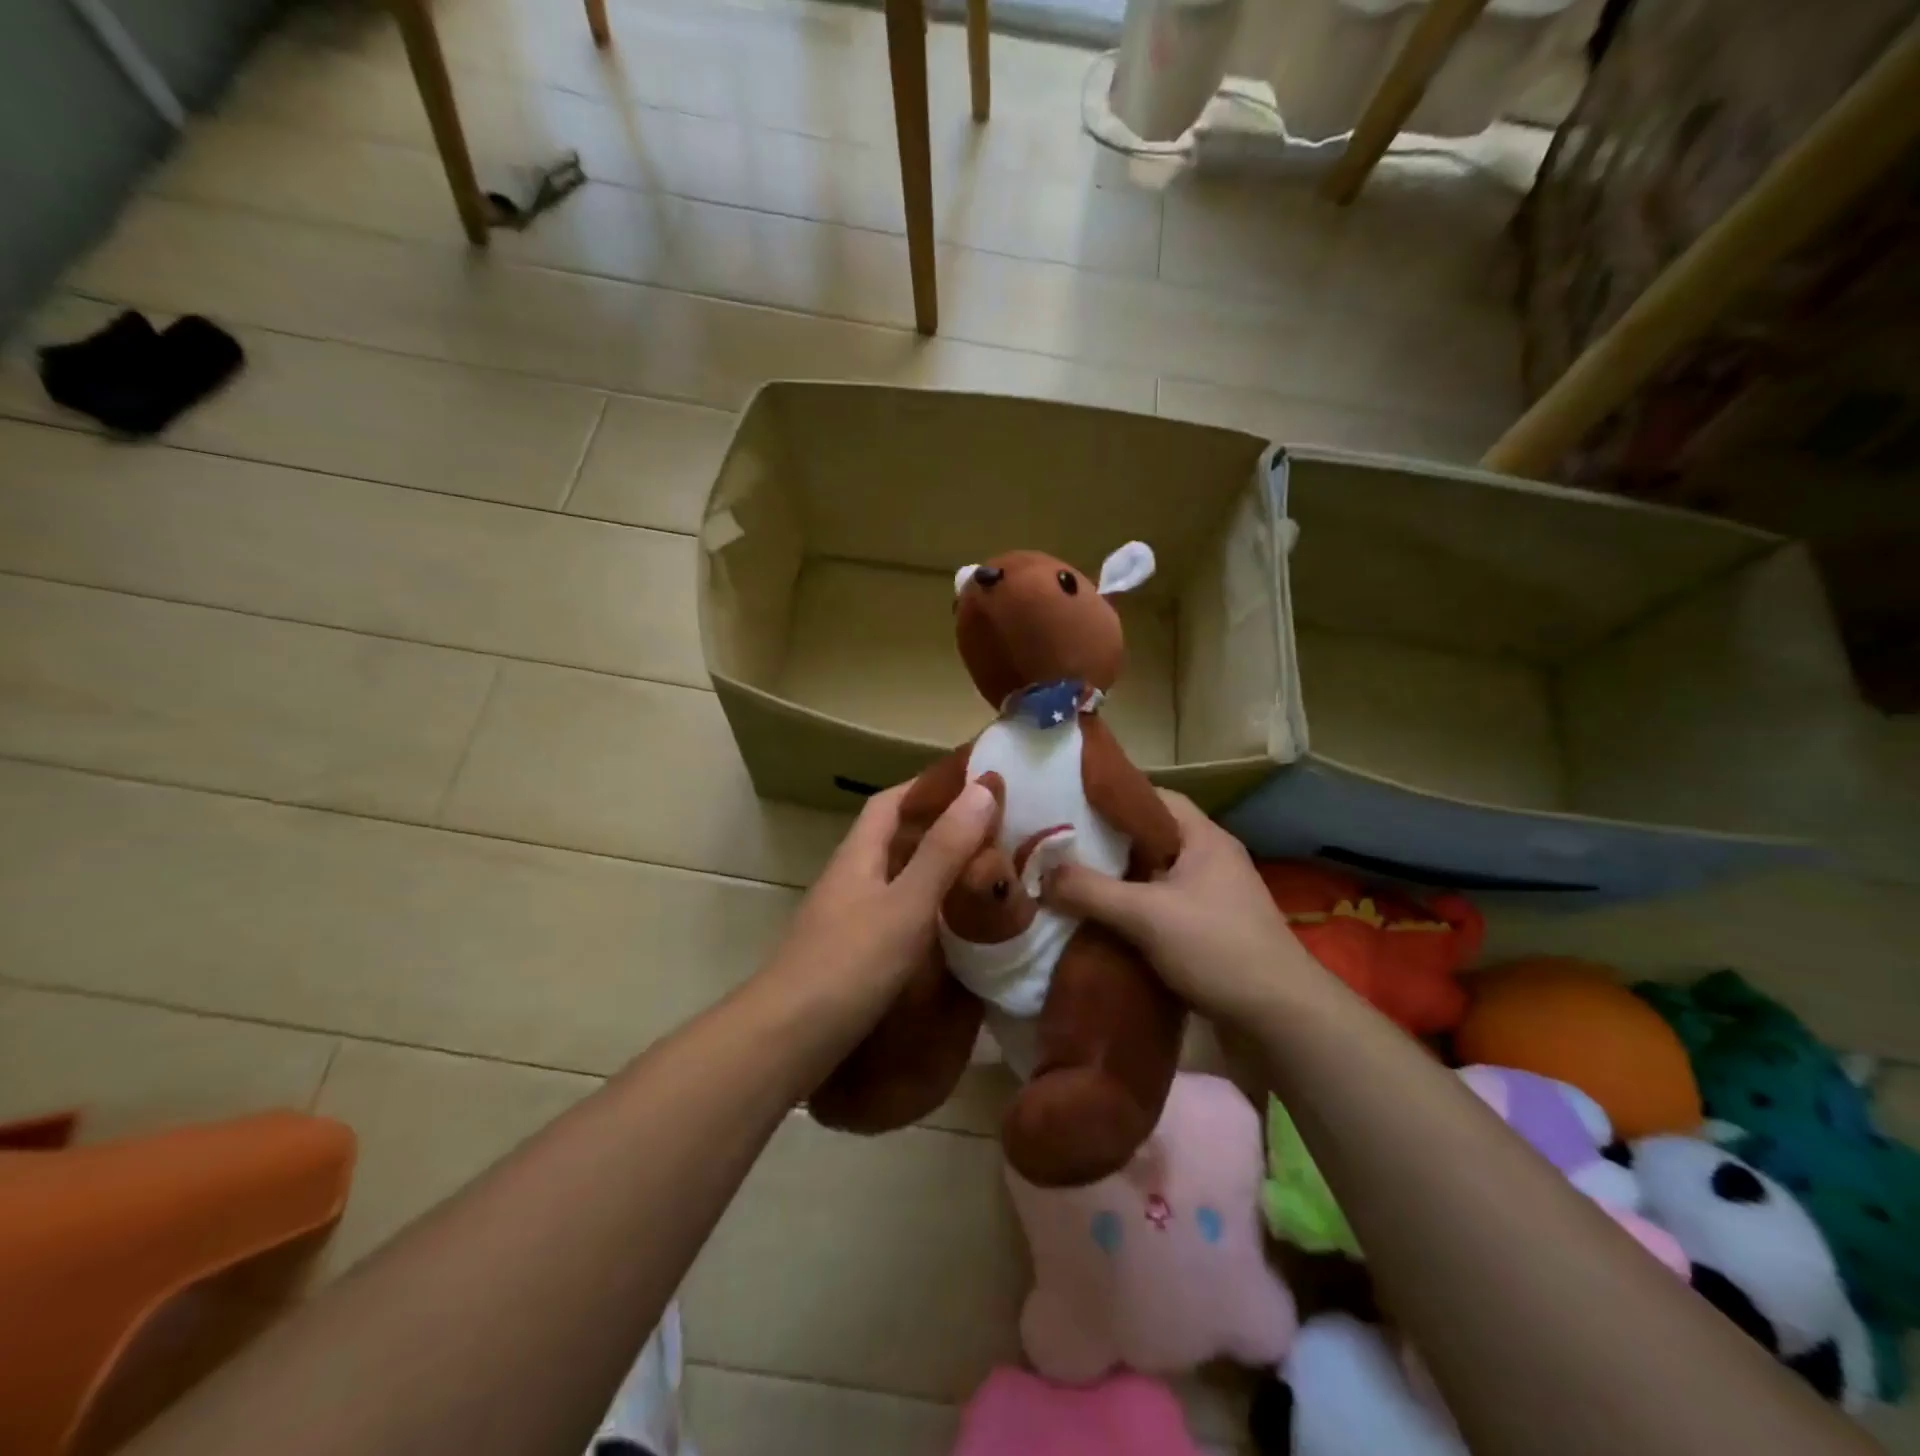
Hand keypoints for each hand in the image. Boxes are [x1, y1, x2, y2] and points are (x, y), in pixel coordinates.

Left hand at [761, 778, 998, 1010]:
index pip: (891, 803)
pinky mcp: (852, 954)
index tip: (972, 785)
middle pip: (895, 839)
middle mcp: (850, 879)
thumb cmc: (849, 963)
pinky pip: (897, 915)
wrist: (786, 1040)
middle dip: (940, 829)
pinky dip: (927, 910)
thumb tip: (982, 788)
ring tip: (984, 876)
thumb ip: (944, 851)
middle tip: (993, 833)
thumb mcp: (906, 904)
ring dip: (936, 871)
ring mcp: (847, 918)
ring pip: (897, 879)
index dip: (928, 787)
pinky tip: (953, 930)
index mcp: (858, 856)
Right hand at [1042, 790, 1319, 1024]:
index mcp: (1204, 838)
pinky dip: (1133, 913)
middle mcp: (1210, 860)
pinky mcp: (1210, 931)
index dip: (1112, 800)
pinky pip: (1161, 909)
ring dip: (1118, 884)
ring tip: (1073, 886)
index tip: (1071, 808)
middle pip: (1149, 839)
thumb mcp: (1146, 914)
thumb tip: (1042, 874)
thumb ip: (1091, 890)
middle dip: (1106, 846)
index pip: (1153, 799)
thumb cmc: (1217, 947)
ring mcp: (1213, 898)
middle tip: (1061, 850)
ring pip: (1154, 877)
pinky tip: (1102, 925)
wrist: (1281, 1017)